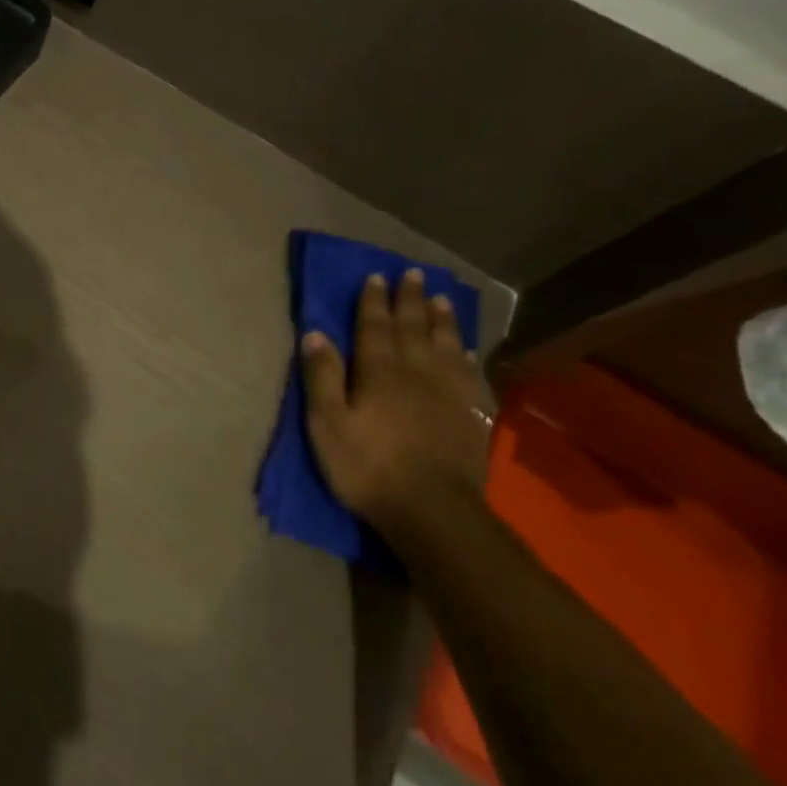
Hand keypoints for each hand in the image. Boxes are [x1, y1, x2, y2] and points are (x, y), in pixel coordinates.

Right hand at [300, 269, 489, 530]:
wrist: (433, 511)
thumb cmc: (367, 466)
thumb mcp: (327, 423)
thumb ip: (322, 377)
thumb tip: (314, 334)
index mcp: (379, 372)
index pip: (374, 327)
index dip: (373, 302)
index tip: (375, 276)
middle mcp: (417, 372)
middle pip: (413, 329)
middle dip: (410, 300)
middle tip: (413, 274)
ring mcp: (450, 393)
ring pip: (446, 346)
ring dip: (442, 320)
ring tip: (441, 299)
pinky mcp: (472, 416)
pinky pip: (470, 374)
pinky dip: (468, 355)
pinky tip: (467, 349)